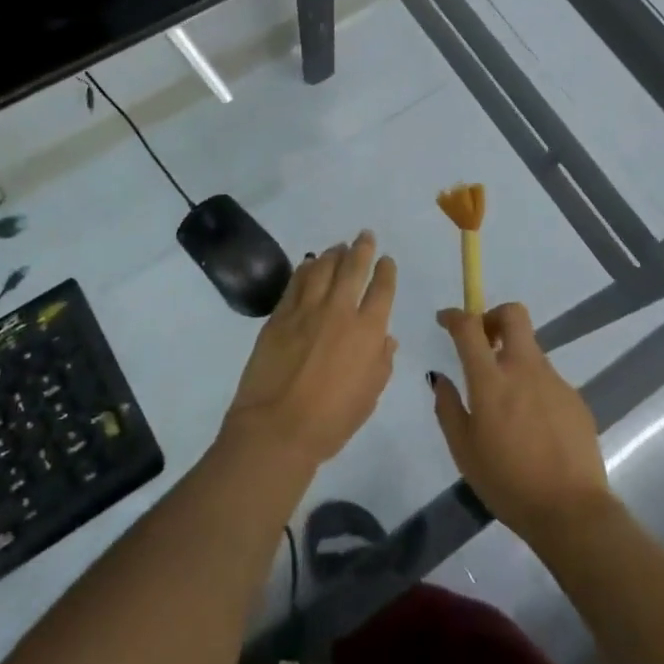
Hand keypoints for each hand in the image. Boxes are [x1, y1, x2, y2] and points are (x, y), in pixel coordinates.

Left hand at [222, 231, 397, 466]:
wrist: (277, 428)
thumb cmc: (331, 421)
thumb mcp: (369, 396)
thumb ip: (381, 363)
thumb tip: (386, 338)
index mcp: (368, 332)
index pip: (382, 289)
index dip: (386, 271)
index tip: (386, 260)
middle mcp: (340, 311)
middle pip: (353, 268)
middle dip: (362, 249)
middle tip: (365, 236)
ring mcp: (307, 309)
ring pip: (323, 268)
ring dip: (333, 254)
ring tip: (338, 247)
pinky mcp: (280, 315)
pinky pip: (296, 282)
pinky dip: (306, 269)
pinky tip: (309, 263)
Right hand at [430, 303, 613, 544]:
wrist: (571, 511)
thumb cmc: (507, 483)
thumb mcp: (463, 451)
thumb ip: (448, 408)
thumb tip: (440, 378)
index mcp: (491, 380)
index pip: (470, 327)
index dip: (454, 315)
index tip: (445, 320)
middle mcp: (524, 369)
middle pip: (513, 314)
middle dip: (493, 316)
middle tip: (483, 342)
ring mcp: (554, 381)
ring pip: (531, 349)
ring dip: (513, 358)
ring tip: (506, 401)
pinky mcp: (575, 398)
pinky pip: (547, 379)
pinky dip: (533, 387)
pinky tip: (531, 425)